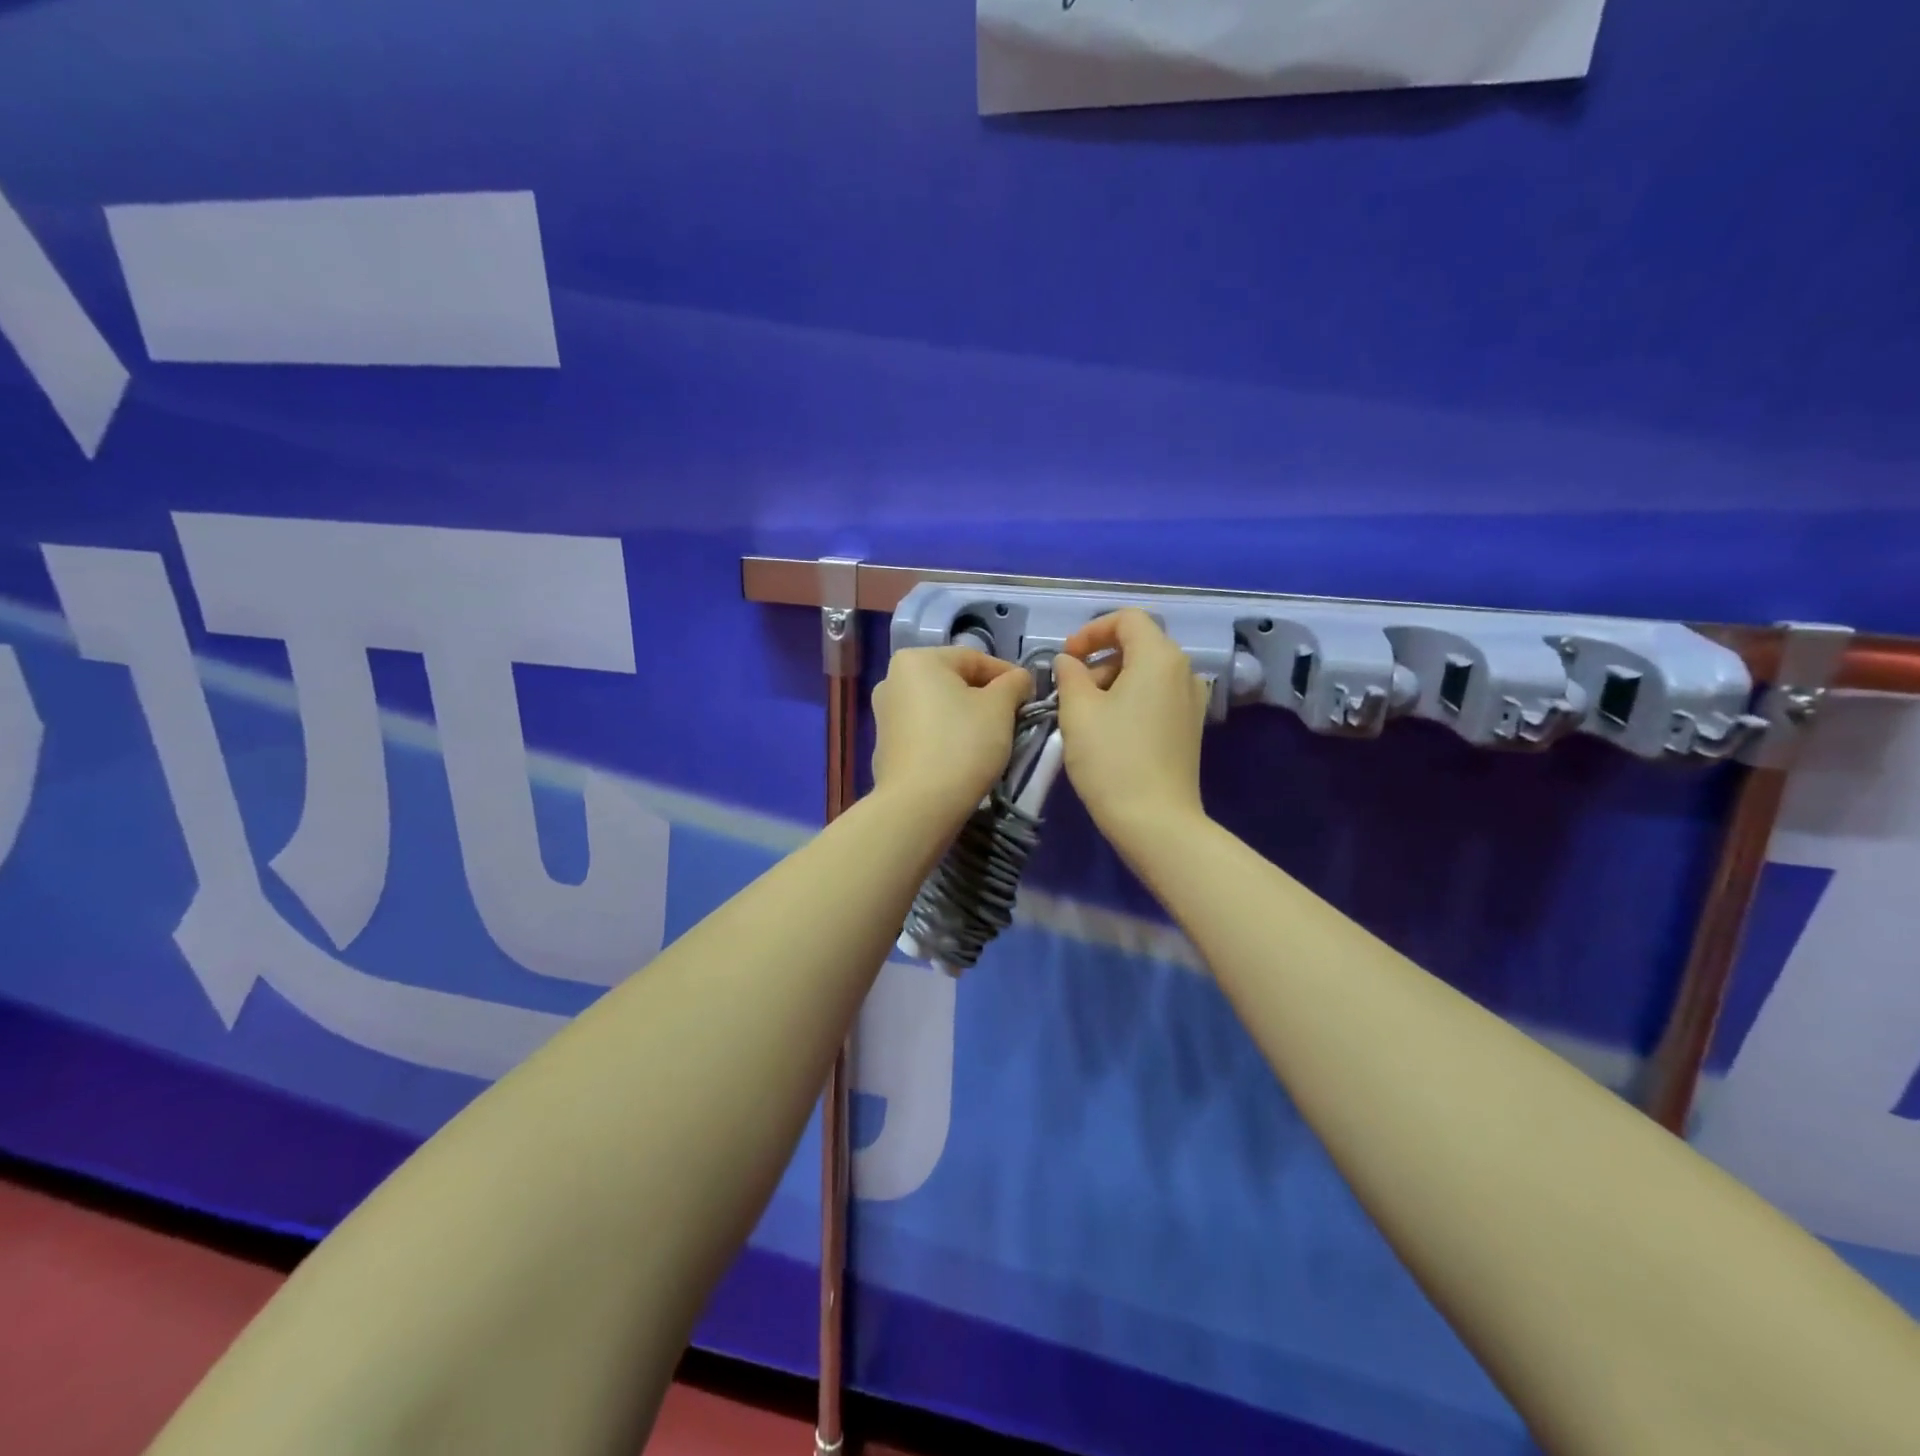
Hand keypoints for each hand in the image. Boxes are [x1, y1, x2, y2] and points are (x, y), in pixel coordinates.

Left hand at [871, 647, 1033, 823]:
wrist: (919, 805)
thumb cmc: (963, 745)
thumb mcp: (1000, 708)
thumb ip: (1014, 683)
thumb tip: (1019, 679)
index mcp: (917, 660)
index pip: (974, 658)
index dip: (1008, 676)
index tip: (1030, 697)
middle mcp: (892, 679)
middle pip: (954, 681)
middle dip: (986, 697)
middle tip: (1013, 719)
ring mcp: (884, 714)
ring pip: (939, 707)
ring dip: (966, 717)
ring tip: (991, 739)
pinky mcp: (885, 745)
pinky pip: (925, 730)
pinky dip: (946, 736)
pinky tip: (963, 756)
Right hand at [1054, 610, 1210, 852]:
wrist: (1155, 821)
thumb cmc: (1112, 759)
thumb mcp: (1078, 711)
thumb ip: (1069, 675)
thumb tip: (1068, 662)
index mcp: (1159, 658)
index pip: (1127, 619)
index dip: (1092, 631)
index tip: (1067, 657)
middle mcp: (1183, 671)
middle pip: (1139, 644)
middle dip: (1100, 658)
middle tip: (1071, 689)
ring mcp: (1191, 701)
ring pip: (1147, 672)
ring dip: (1112, 680)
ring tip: (1085, 714)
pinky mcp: (1189, 727)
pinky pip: (1157, 696)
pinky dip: (1130, 699)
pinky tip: (1108, 730)